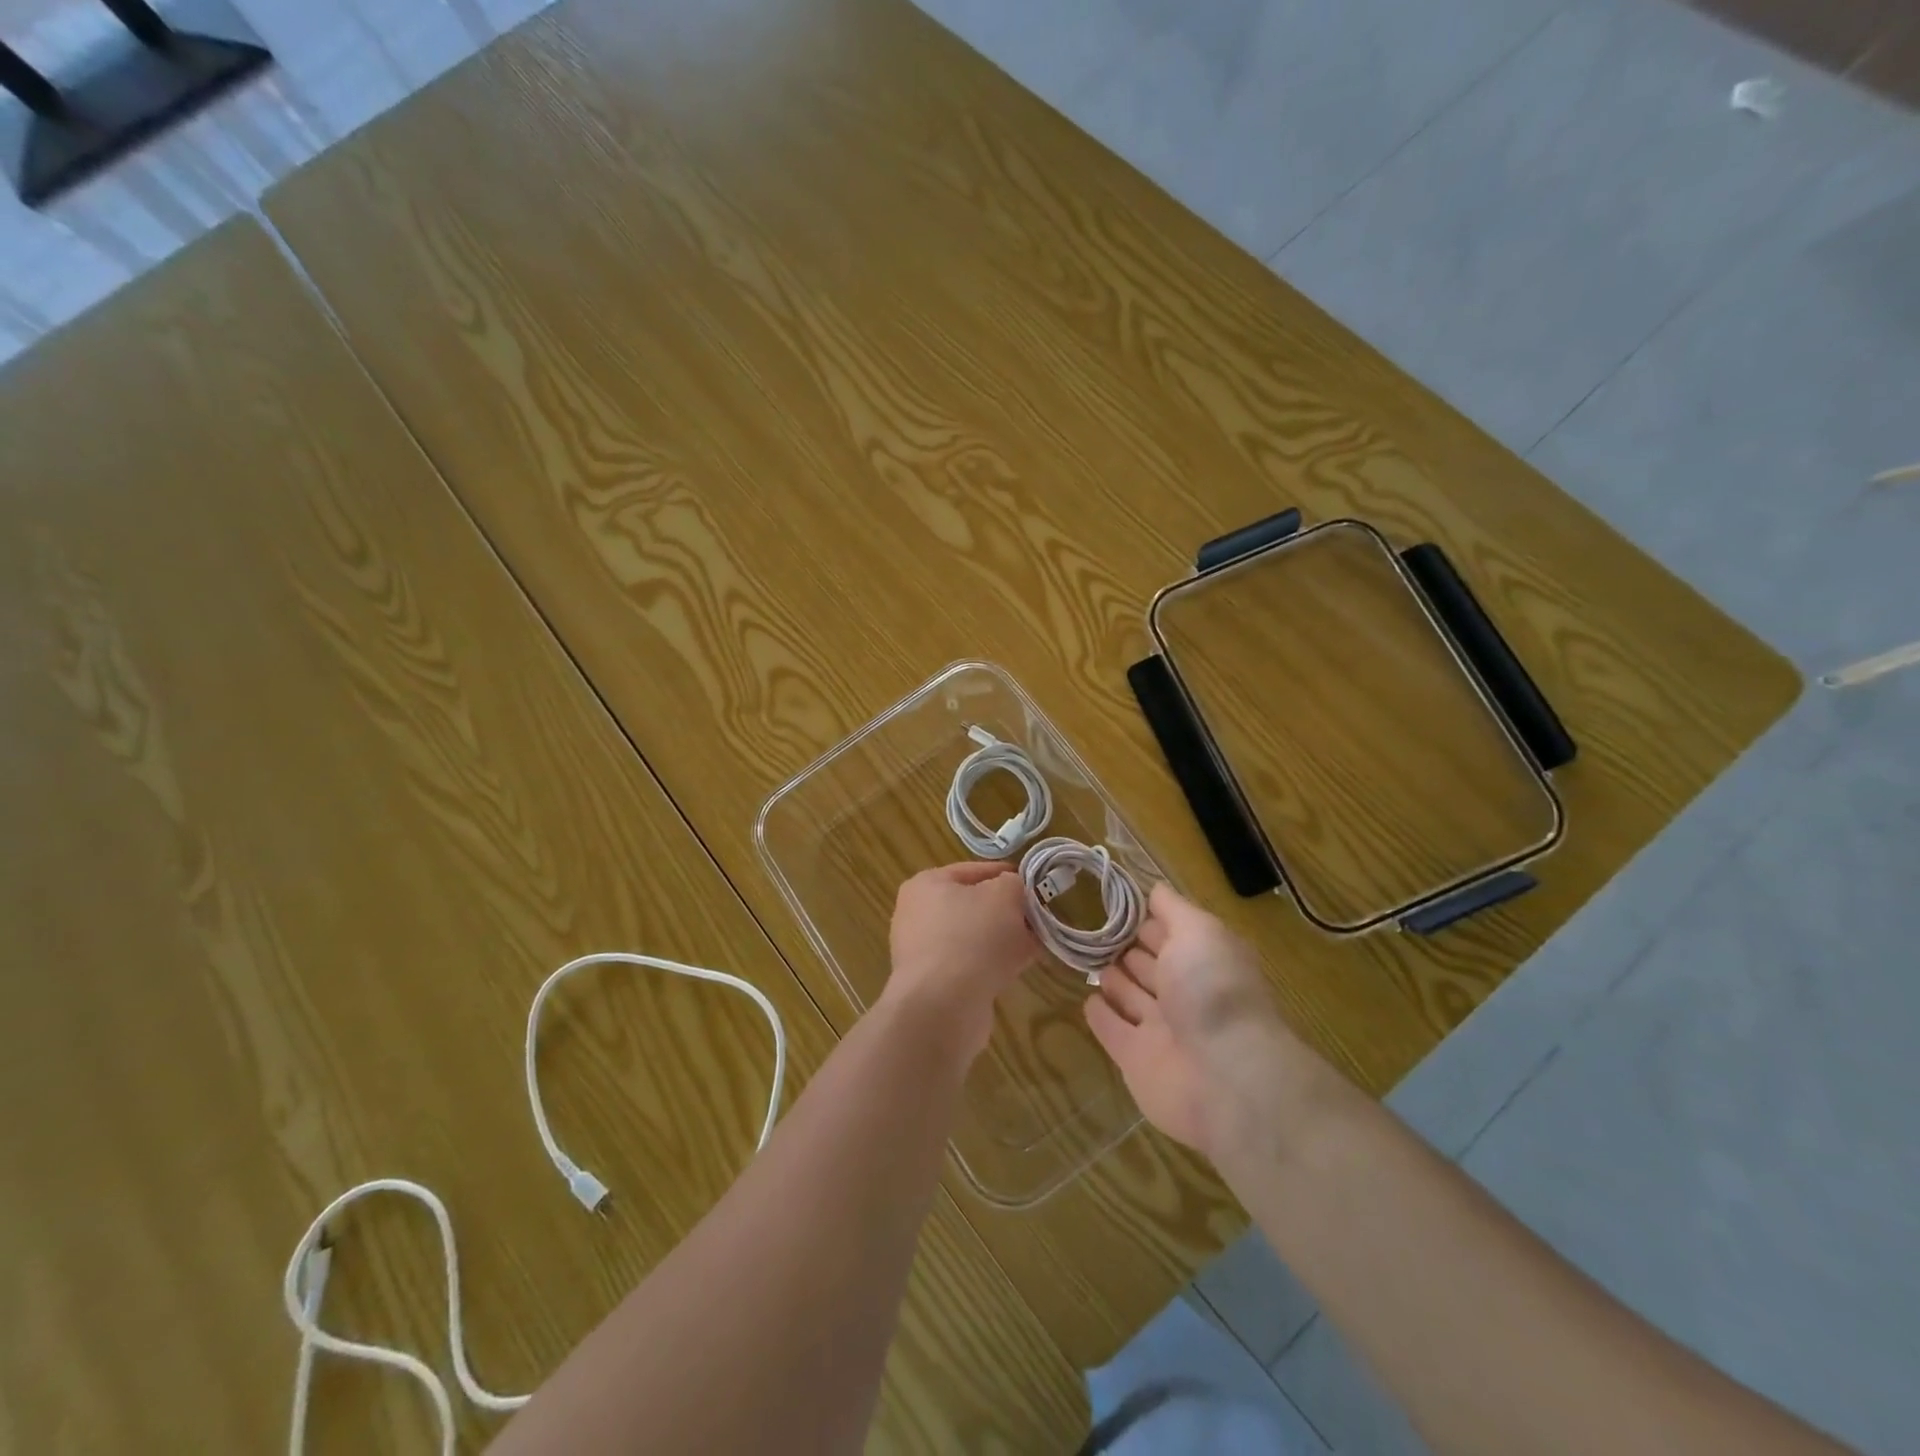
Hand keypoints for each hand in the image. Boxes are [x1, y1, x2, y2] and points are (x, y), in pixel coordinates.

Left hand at [885, 862, 1038, 1060]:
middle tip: (1038, 917)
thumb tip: (1013, 891)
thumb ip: (1013, 884)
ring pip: (975, 937)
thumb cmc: (972, 936)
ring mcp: (924, 952)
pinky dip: (994, 964)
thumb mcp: (1004, 895)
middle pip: (974, 905)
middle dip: (1008, 911)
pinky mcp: (935, 984)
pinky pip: (971, 964)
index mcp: (926, 884)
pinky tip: (1020, 968)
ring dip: (1005, 939)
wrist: (944, 1006)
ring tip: (1036, 944)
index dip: (1007, 875)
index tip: (1036, 885)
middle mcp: (918, 915)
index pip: (974, 870)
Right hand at [1084, 883, 1322, 1164]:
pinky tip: (1087, 999)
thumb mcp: (1199, 931)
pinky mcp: (1136, 1060)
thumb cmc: (1213, 990)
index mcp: (1203, 961)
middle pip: (1150, 965)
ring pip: (1131, 996)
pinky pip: (1113, 1031)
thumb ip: (1174, 909)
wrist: (1224, 1077)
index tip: (1114, 901)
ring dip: (1113, 978)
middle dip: (1126, 946)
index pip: (1170, 933)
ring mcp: (1160, 1029)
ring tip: (1086, 957)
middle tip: (1092, 928)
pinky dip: (1101, 1015)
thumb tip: (1154, 888)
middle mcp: (1184, 993)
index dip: (1147, 917)